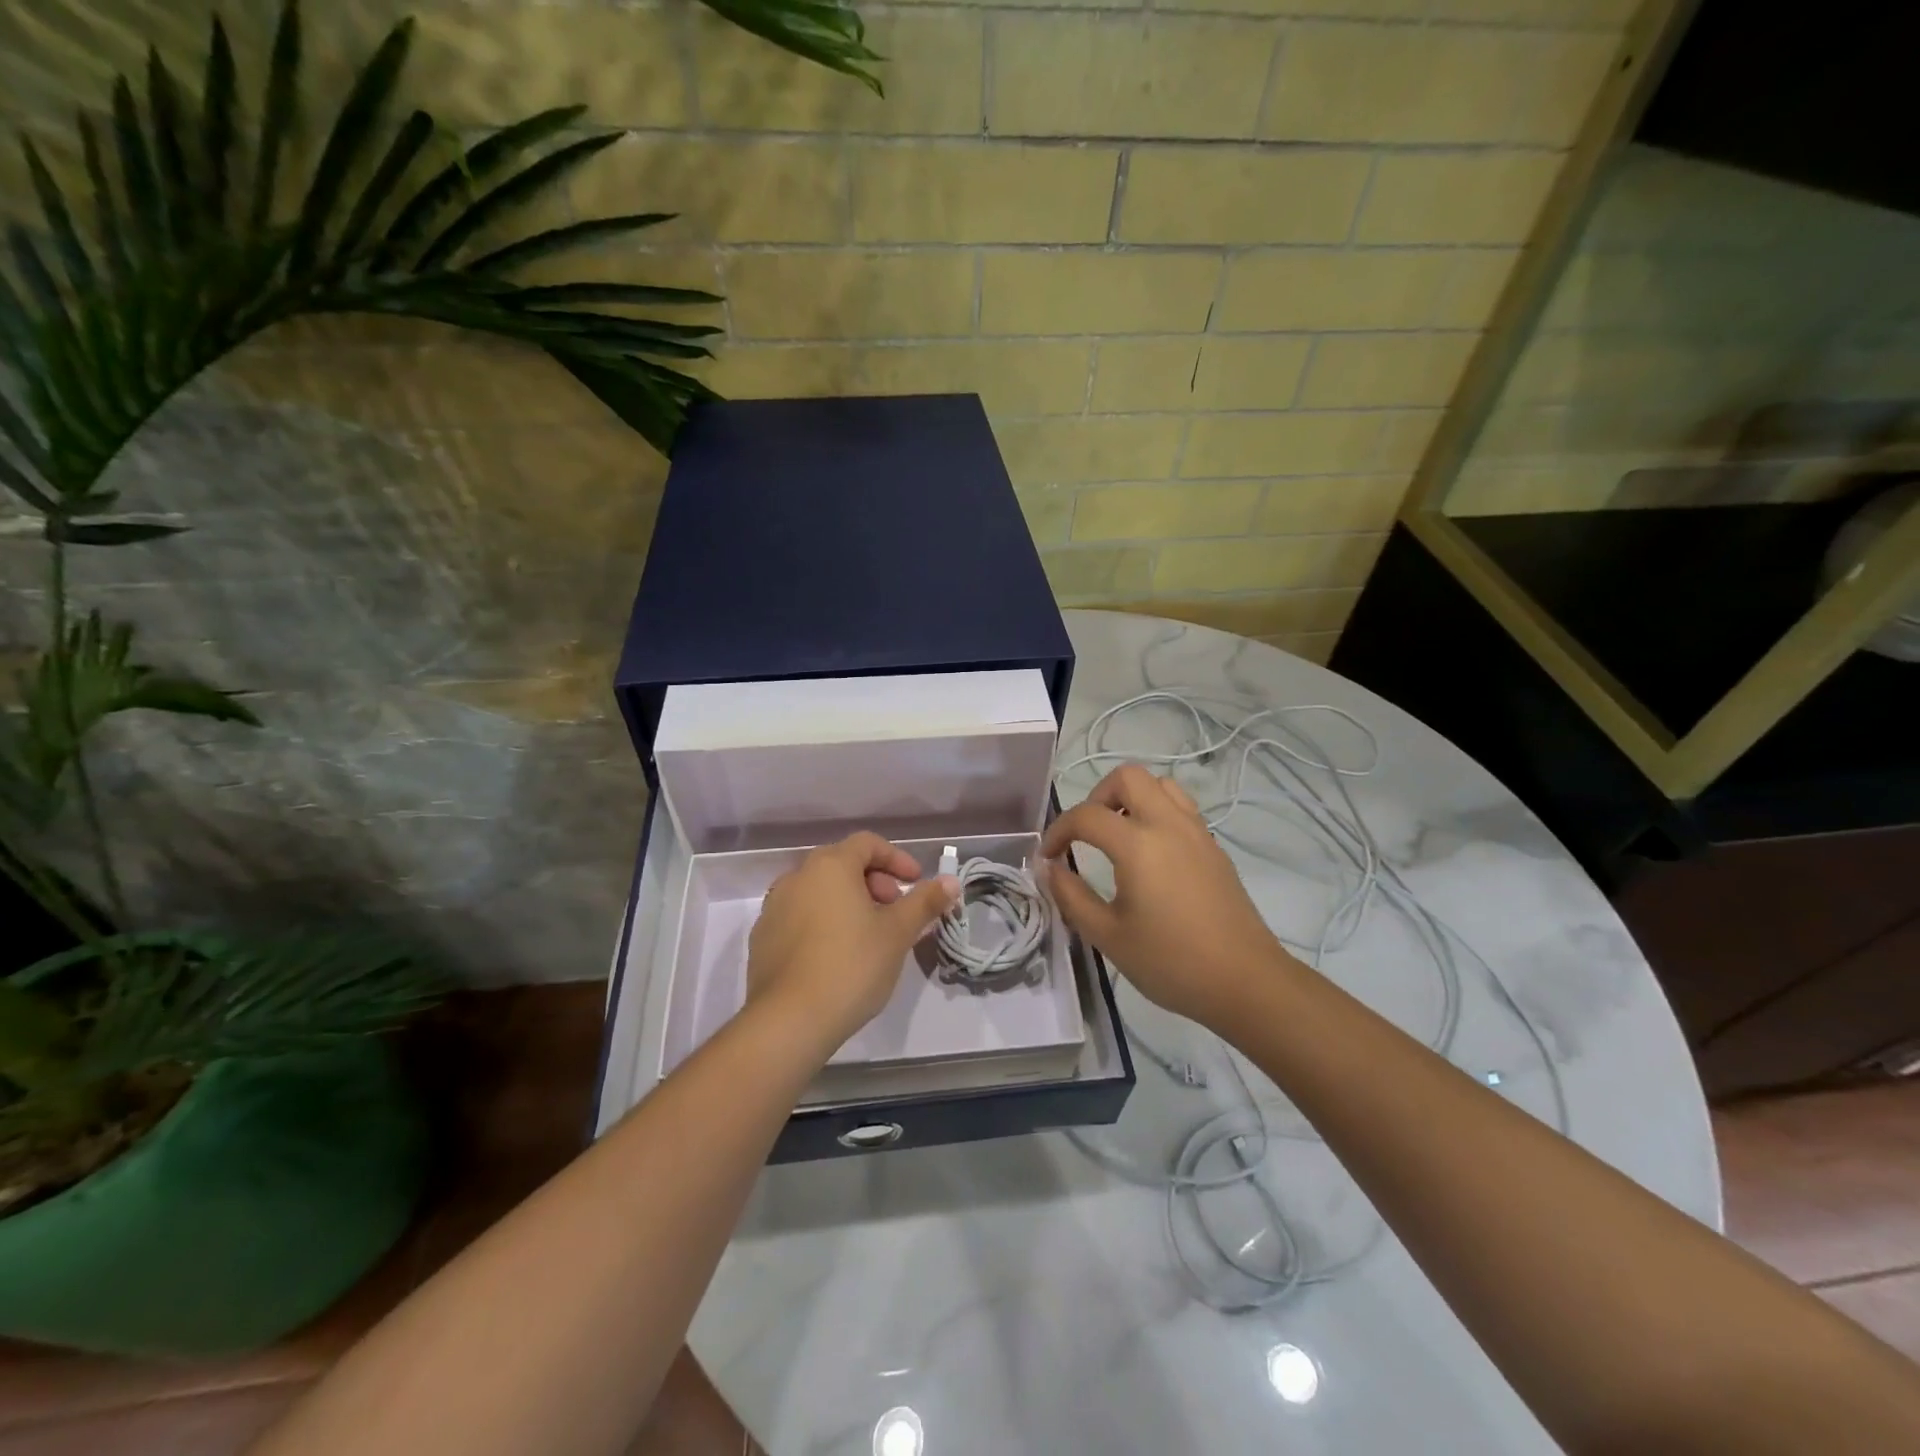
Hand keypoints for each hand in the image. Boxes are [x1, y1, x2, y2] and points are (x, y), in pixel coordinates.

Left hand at [746, 832, 959, 1056]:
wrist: (788, 1021)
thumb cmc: (852, 966)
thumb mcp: (898, 933)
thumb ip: (924, 902)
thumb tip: (950, 881)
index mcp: (830, 866)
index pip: (867, 844)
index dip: (897, 859)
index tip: (916, 883)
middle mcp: (797, 877)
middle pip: (842, 865)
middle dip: (875, 882)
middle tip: (895, 912)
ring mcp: (774, 908)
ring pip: (820, 891)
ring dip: (848, 903)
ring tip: (869, 935)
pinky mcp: (762, 939)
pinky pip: (800, 917)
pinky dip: (824, 923)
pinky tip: (837, 956)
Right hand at [1042, 765, 1296, 1029]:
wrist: (1246, 982)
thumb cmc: (1171, 962)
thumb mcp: (1108, 936)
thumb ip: (1071, 896)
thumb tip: (1049, 868)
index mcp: (1139, 844)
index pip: (1086, 815)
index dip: (1058, 830)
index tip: (1048, 856)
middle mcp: (1169, 825)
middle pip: (1128, 777)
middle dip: (1096, 796)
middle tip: (1086, 833)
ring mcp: (1197, 832)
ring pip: (1160, 785)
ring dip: (1130, 799)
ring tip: (1117, 836)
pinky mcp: (1213, 847)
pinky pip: (1180, 808)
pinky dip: (1155, 813)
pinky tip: (1149, 855)